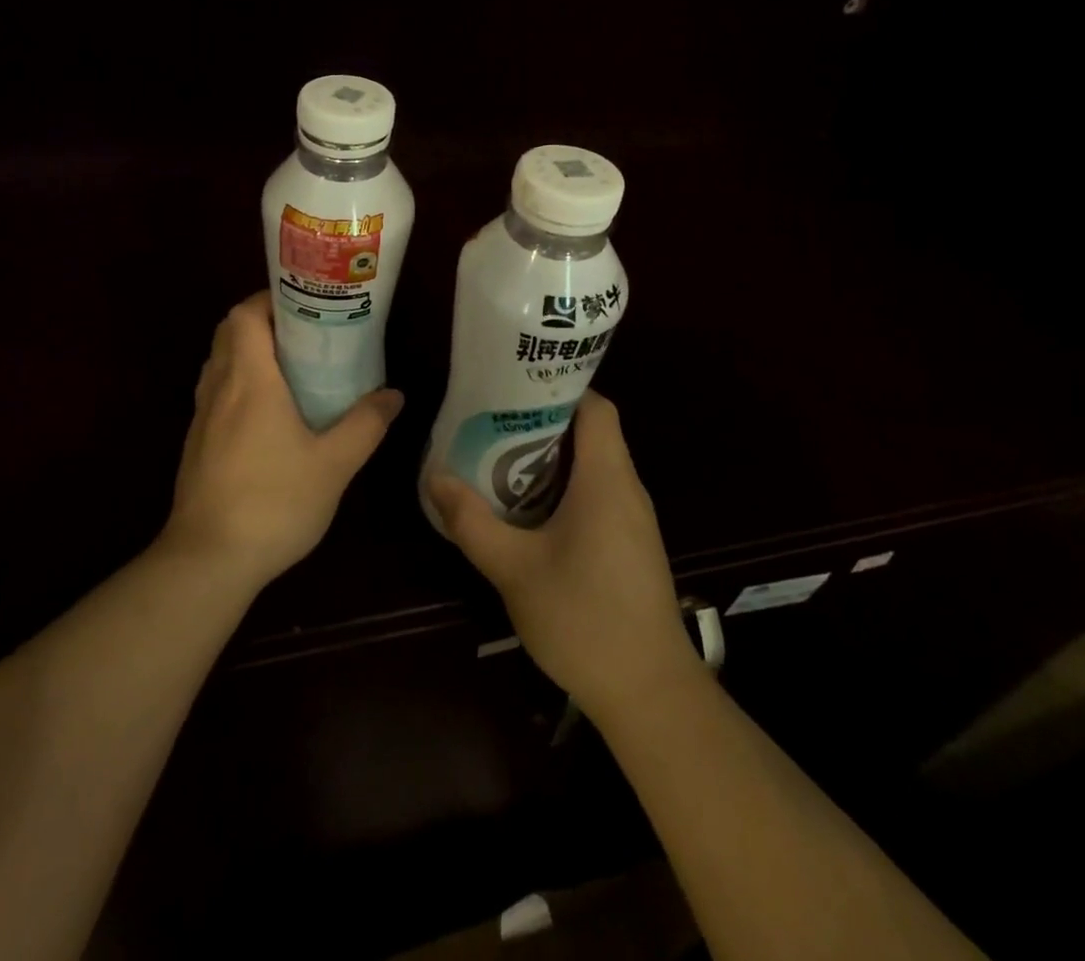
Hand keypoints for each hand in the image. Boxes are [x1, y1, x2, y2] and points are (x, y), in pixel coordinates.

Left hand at [164, 291, 403, 594]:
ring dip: (248, 353)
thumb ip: (365, 425)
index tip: (304, 306)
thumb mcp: (334, 465)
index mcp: (250, 380)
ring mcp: (201, 416)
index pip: (244, 315)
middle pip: (228, 333)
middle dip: (262, 322)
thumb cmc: (274, 502)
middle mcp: (219, 388)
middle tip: (304, 334)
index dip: (269, 300)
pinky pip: (215, 393)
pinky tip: (268, 415)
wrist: (208, 560)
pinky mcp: (196, 443)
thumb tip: (393, 395)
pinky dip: (238, 384)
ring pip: (219, 363)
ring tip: (290, 368)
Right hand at [427, 392, 698, 716]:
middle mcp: (628, 489)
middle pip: (591, 432)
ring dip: (550, 459)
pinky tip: (528, 512)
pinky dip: (564, 489)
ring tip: (499, 460)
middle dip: (542, 422)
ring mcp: (634, 520)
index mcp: (607, 479)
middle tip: (491, 424)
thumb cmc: (584, 619)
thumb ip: (471, 521)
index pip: (596, 406)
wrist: (650, 695)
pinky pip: (598, 495)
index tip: (512, 390)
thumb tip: (434, 477)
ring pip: (594, 466)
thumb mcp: (513, 568)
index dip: (558, 388)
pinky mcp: (632, 546)